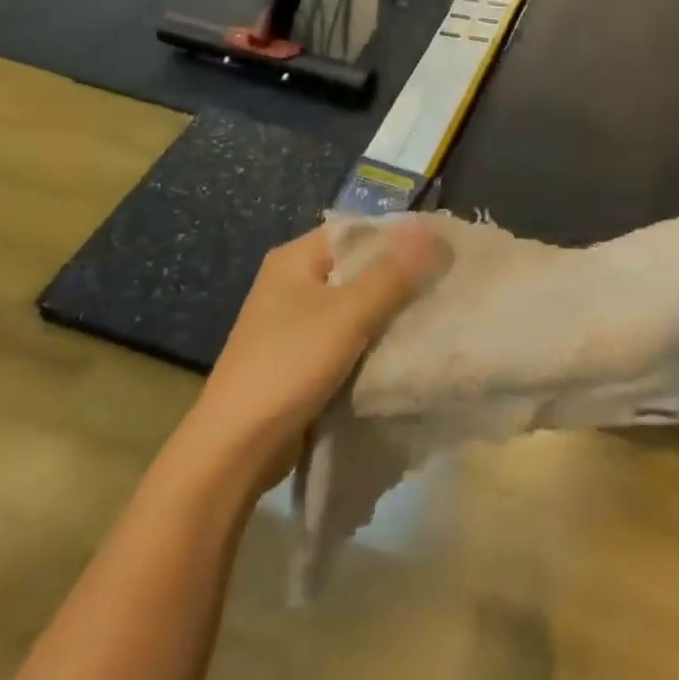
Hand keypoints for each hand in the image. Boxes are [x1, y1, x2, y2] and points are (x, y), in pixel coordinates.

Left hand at [191, 222, 438, 468]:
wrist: (236, 449)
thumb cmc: (290, 365)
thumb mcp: (348, 314)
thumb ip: (392, 273)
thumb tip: (430, 230)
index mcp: (294, 259)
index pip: (356, 230)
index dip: (398, 236)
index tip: (441, 248)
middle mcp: (291, 283)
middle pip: (356, 266)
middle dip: (398, 276)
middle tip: (442, 283)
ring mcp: (292, 322)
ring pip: (353, 304)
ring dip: (387, 310)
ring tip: (431, 313)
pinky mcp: (298, 357)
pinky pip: (345, 335)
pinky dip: (370, 339)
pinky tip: (401, 347)